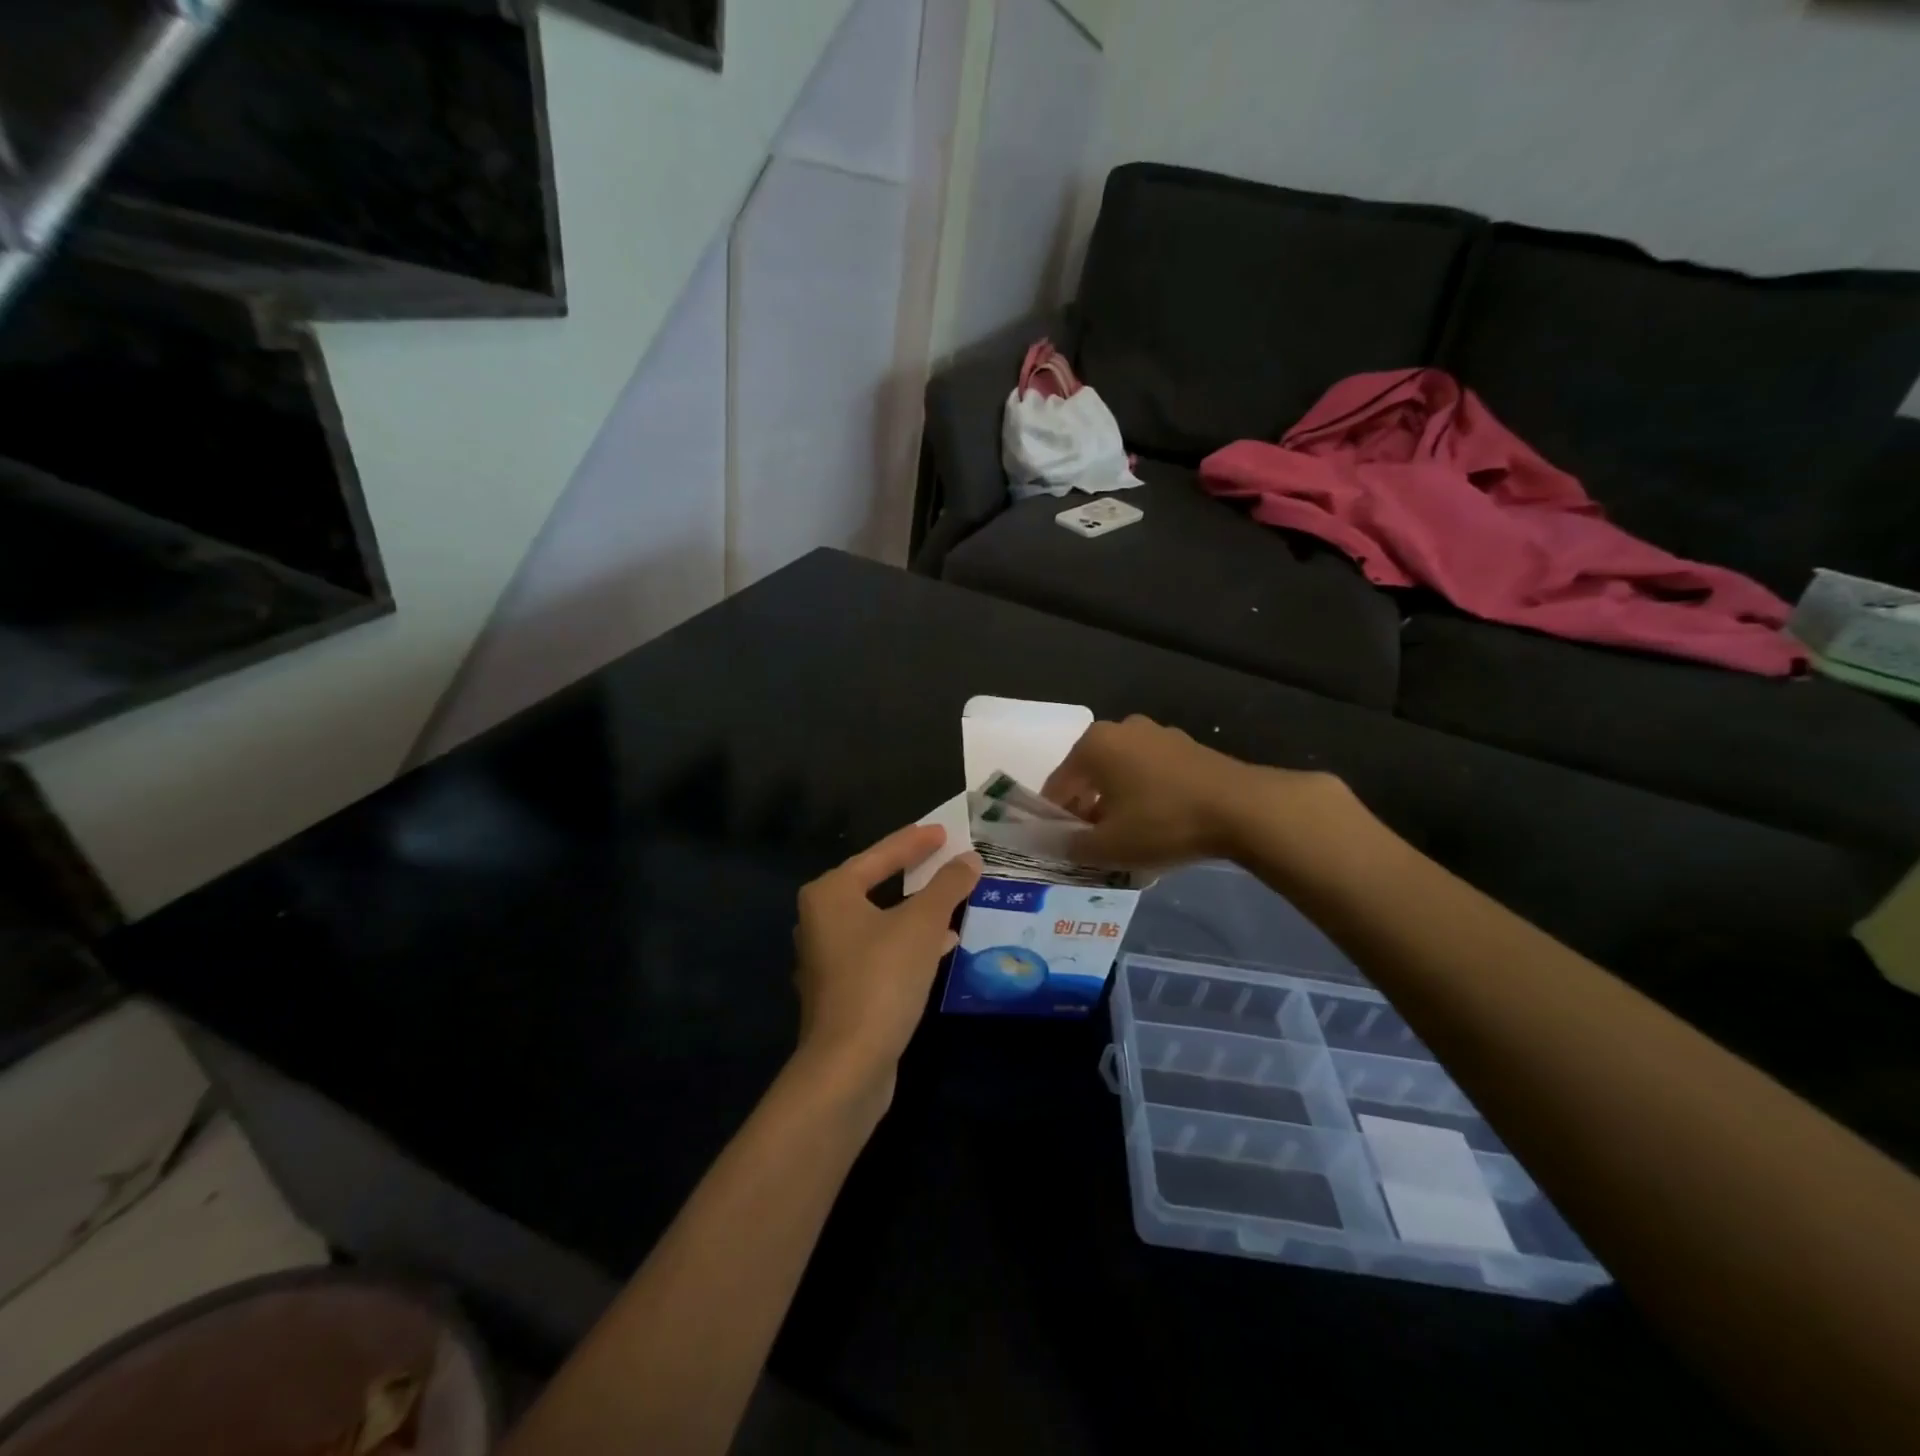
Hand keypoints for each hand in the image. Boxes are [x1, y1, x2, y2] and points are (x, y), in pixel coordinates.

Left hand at [792, 824, 980, 1102]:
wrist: (848, 1064)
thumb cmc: (882, 978)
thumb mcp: (923, 925)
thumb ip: (947, 887)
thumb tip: (969, 860)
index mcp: (830, 894)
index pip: (879, 855)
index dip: (913, 841)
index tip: (943, 832)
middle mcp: (821, 920)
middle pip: (874, 884)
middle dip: (913, 873)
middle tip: (944, 858)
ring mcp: (828, 958)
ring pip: (879, 920)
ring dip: (915, 909)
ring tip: (951, 899)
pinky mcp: (841, 989)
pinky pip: (880, 949)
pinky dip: (908, 941)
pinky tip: (941, 945)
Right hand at [1042, 715, 1349, 868]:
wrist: (1241, 809)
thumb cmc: (1163, 822)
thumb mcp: (1109, 846)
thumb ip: (1073, 846)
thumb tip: (1060, 844)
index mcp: (1093, 745)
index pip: (1058, 785)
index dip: (1056, 818)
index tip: (1062, 846)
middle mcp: (1121, 729)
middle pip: (1090, 775)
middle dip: (1087, 809)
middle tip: (1094, 844)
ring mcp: (1158, 734)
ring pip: (1122, 773)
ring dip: (1117, 802)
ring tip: (1128, 837)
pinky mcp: (1187, 747)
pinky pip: (1151, 773)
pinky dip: (1145, 795)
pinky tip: (1158, 823)